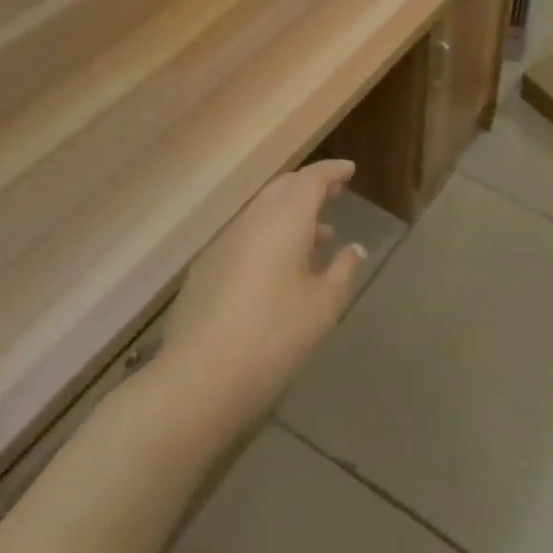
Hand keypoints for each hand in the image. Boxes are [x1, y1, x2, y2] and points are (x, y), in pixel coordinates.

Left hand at [158, 160, 365, 429]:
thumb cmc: (274, 337)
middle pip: (283, 188)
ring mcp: (223, 244)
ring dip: (290, 214)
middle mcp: (252, 221)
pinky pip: (244, 236)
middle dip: (309, 187)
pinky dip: (268, 236)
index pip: (311, 179)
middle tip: (334, 194)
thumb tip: (354, 249)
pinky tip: (278, 269)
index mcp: (285, 220)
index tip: (349, 170)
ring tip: (318, 237)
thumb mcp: (324, 307)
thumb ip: (343, 270)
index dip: (332, 171)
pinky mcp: (204, 270)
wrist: (198, 381)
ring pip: (262, 212)